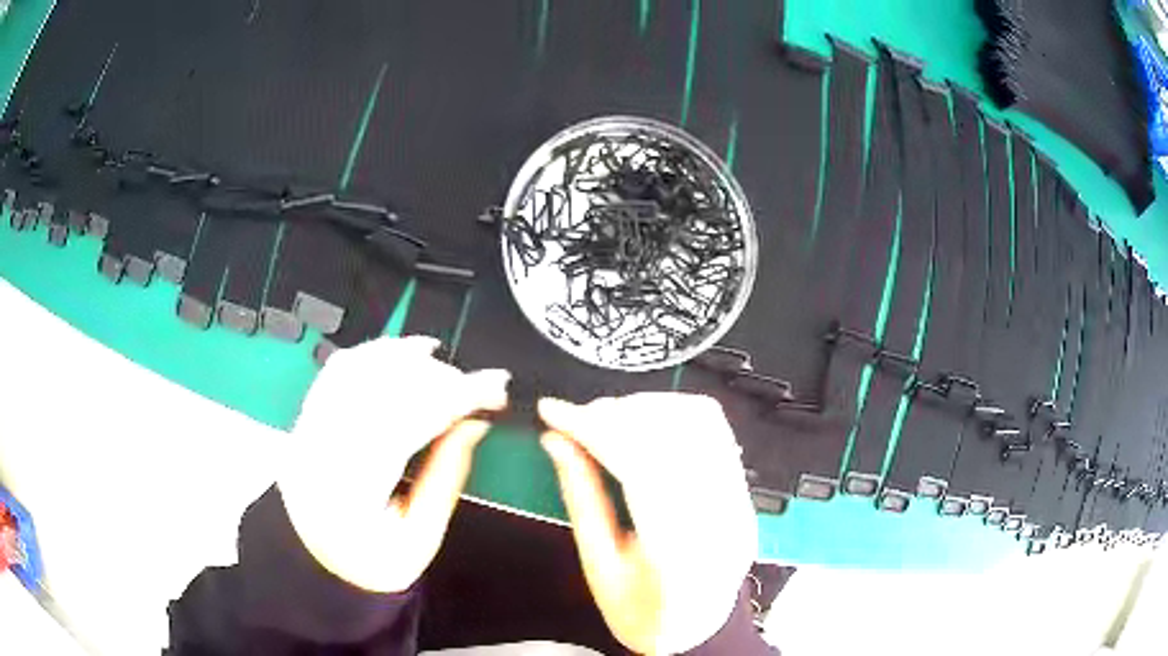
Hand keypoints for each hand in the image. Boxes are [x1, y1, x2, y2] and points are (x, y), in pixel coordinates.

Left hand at [278, 336, 508, 592]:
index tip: (495, 389)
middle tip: (478, 385)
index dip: (453, 399)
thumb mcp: (420, 539)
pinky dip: (375, 353)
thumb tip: (476, 422)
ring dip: (405, 357)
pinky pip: (338, 369)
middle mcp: (317, 452)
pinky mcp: (305, 417)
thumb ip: (446, 479)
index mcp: (348, 495)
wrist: (317, 565)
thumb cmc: (373, 563)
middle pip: (378, 390)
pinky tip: (403, 352)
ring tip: (444, 362)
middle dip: (436, 377)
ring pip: (356, 370)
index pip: (403, 426)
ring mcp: (305, 430)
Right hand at [539, 394, 756, 654]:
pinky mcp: (743, 490)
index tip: (553, 411)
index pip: (638, 465)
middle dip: (616, 413)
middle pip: (672, 435)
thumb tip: (555, 441)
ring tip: (609, 420)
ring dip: (647, 407)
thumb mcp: (598, 566)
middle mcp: (719, 517)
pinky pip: (715, 430)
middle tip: (577, 419)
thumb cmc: (641, 611)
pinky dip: (675, 414)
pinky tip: (645, 425)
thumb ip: (580, 498)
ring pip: (699, 421)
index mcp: (677, 551)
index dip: (592, 427)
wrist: (695, 628)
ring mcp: (739, 500)